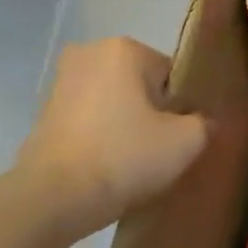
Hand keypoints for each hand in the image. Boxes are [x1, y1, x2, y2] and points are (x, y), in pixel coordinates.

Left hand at [15, 38, 208, 236]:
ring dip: (127, 123)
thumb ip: (205, 122)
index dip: (183, 106)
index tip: (181, 133)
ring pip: (115, 102)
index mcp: (124, 49)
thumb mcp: (188, 140)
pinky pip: (90, 120)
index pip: (172, 74)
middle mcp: (88, 54)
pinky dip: (102, 136)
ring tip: (135, 159)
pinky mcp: (42, 114)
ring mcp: (60, 84)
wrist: (54, 198)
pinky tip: (110, 164)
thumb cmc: (126, 156)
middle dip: (153, 111)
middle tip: (161, 146)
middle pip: (142, 85)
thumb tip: (201, 122)